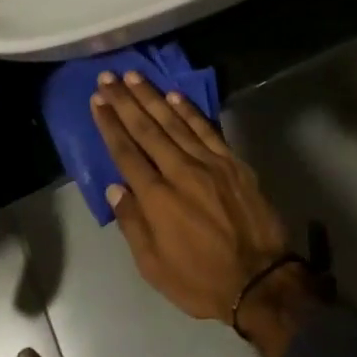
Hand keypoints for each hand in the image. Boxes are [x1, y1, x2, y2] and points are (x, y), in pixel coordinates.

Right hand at [89, 72, 289, 321]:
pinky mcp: (233, 162)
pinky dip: (189, 111)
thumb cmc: (200, 280)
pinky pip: (207, 129)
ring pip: (175, 122)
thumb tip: (115, 188)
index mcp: (156, 198)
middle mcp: (179, 171)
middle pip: (147, 129)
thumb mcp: (153, 266)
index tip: (97, 100)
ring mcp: (209, 163)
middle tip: (108, 77)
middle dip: (125, 101)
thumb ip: (132, 223)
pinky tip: (175, 95)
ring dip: (152, 97)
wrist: (260, 280)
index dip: (109, 124)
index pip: (126, 152)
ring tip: (134, 76)